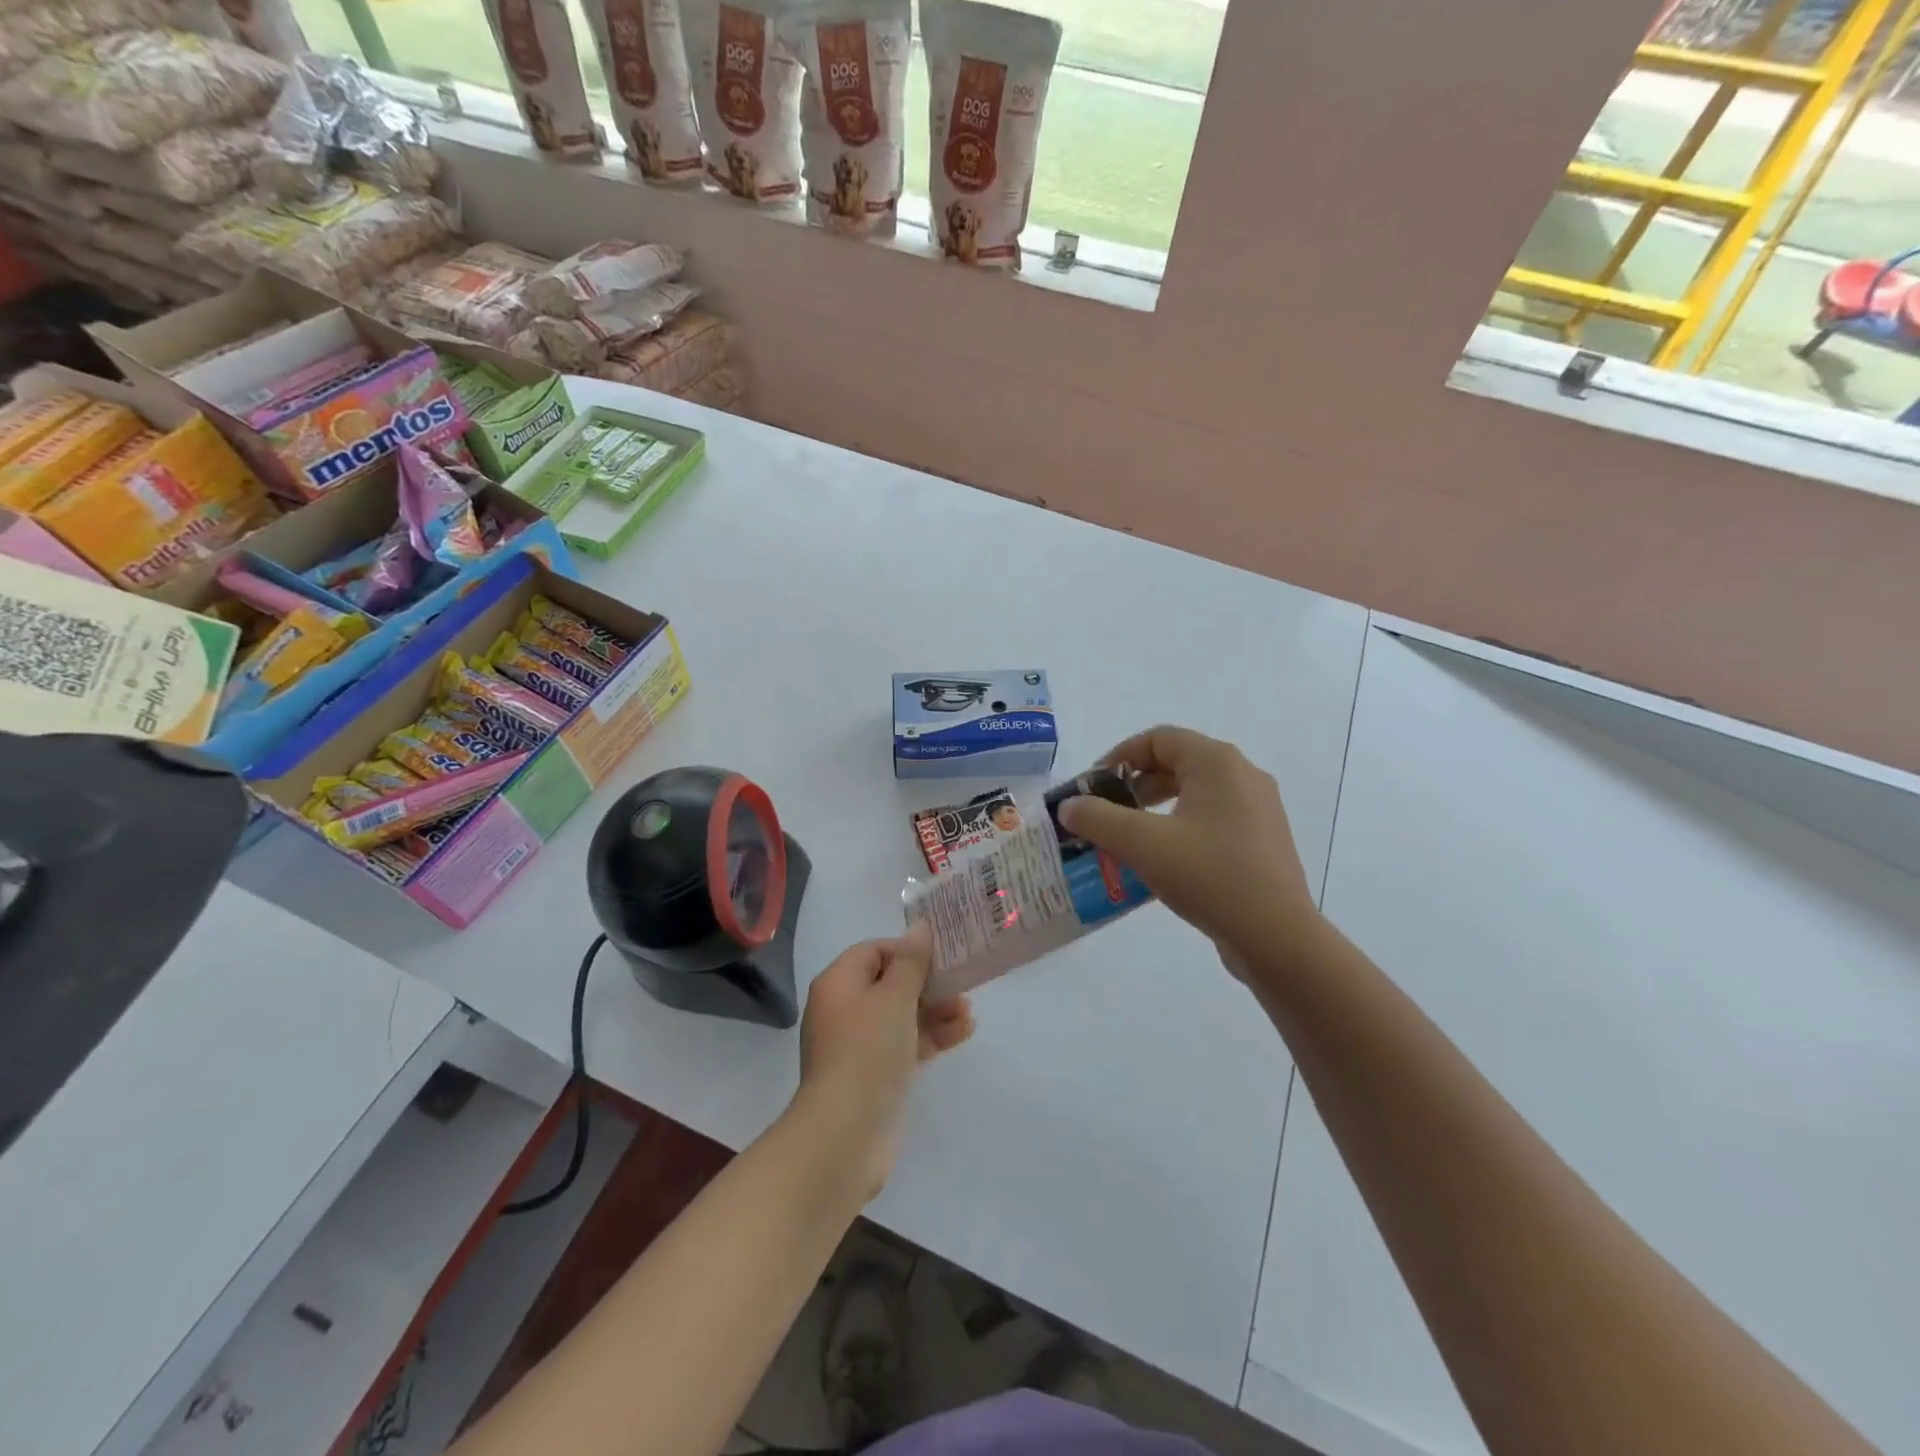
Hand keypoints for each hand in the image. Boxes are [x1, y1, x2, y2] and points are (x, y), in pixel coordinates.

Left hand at [796, 922, 973, 1194]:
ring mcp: (858, 1045)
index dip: (907, 950)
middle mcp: (844, 1009)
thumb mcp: (894, 998)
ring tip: (968, 1012)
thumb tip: (919, 927)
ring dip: (935, 1010)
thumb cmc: (867, 1052)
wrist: (845, 1134)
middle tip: (961, 984)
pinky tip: (963, 1033)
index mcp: (839, 983)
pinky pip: (905, 1043)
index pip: (873, 951)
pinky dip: (931, 1036)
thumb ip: (911, 962)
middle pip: (890, 983)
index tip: (940, 957)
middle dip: (928, 983)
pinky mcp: (875, 1074)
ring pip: (901, 1015)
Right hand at [1056, 726, 1317, 977]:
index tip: (1092, 788)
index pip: (1157, 739)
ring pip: (1194, 791)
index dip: (1118, 757)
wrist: (1277, 937)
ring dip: (1155, 806)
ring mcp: (1258, 808)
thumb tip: (1069, 806)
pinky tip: (1162, 858)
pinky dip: (1179, 825)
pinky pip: (1211, 817)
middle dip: (1134, 784)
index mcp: (1217, 762)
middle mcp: (1242, 775)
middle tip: (1106, 812)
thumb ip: (1098, 818)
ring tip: (1129, 836)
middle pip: (1176, 762)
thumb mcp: (1142, 844)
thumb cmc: (1209, 876)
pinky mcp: (1262, 839)